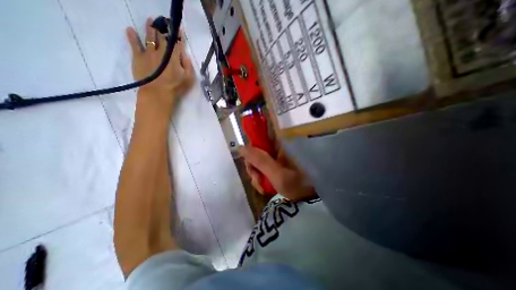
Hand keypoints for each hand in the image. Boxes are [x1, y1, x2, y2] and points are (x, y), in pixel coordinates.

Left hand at [127, 17, 195, 114]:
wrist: (157, 94)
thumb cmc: (176, 88)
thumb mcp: (188, 79)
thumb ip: (188, 66)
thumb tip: (184, 55)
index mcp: (174, 57)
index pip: (176, 42)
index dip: (177, 35)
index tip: (177, 28)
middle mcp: (161, 51)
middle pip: (162, 37)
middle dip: (164, 27)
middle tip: (164, 20)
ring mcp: (148, 53)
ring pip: (149, 37)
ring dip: (150, 27)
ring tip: (151, 20)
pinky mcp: (138, 57)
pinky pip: (134, 44)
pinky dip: (132, 36)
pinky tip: (130, 29)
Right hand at [238, 148, 318, 201]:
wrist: (310, 197)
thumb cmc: (298, 184)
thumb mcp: (277, 174)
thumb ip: (259, 160)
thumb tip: (241, 147)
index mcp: (279, 145)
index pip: (258, 138)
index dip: (250, 150)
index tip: (250, 164)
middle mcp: (275, 148)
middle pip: (255, 151)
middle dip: (252, 167)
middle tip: (258, 180)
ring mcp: (275, 157)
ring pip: (257, 161)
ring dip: (256, 175)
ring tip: (263, 187)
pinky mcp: (275, 165)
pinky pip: (261, 168)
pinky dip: (260, 178)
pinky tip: (264, 187)